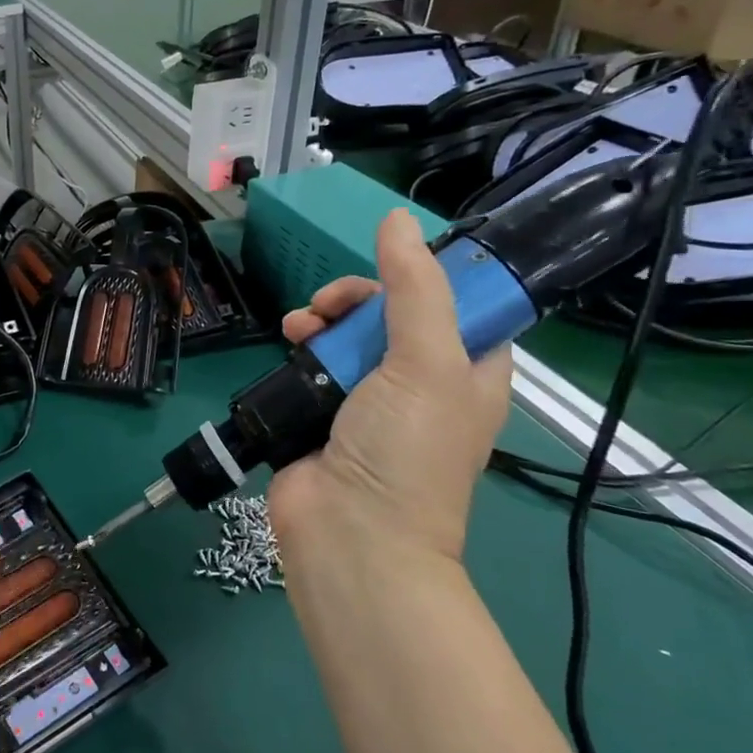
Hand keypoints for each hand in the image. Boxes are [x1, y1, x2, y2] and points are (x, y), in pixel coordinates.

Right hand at [268, 210, 511, 567]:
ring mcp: (366, 399)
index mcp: (466, 372)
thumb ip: (414, 289)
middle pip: (390, 313)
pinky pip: (311, 360)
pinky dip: (298, 344)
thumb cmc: (405, 450)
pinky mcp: (319, 410)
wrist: (349, 533)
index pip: (458, 305)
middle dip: (358, 298)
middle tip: (333, 304)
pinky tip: (285, 340)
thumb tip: (397, 218)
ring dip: (321, 318)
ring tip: (300, 326)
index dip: (425, 278)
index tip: (391, 269)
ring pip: (345, 334)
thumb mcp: (427, 362)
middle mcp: (419, 382)